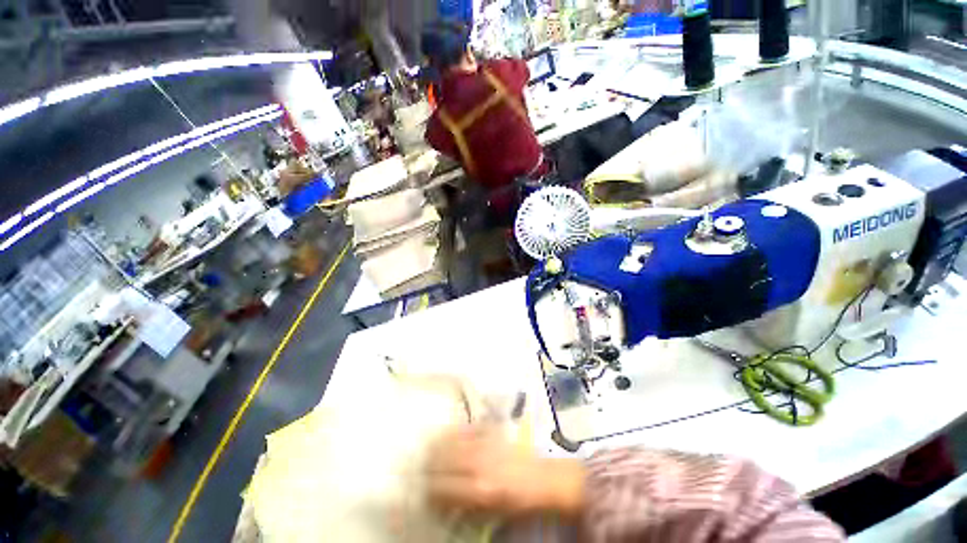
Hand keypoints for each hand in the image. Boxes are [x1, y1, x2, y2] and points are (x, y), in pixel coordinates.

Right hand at [425, 425, 584, 518]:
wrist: (543, 480)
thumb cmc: (517, 502)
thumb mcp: (488, 514)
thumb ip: (460, 507)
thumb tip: (436, 501)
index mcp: (478, 489)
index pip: (439, 487)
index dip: (425, 489)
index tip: (420, 489)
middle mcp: (478, 462)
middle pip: (440, 458)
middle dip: (426, 463)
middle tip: (420, 467)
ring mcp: (485, 442)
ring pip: (450, 438)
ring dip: (437, 445)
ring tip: (430, 449)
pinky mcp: (492, 430)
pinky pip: (466, 426)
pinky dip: (454, 431)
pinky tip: (450, 435)